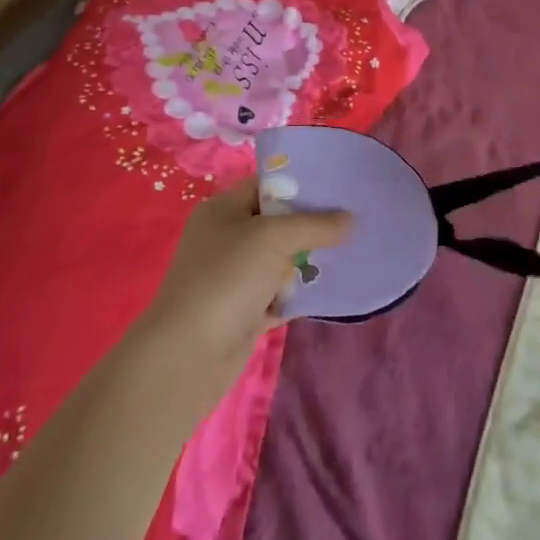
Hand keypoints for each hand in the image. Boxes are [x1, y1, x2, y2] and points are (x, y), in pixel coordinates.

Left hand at [135, 177, 351, 411]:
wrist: (189, 356)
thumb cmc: (226, 279)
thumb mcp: (273, 238)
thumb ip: (315, 225)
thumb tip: (351, 219)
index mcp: (223, 210)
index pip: (267, 185)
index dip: (301, 183)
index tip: (338, 186)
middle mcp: (226, 238)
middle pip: (277, 223)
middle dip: (310, 225)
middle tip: (351, 221)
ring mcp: (233, 277)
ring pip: (280, 260)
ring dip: (306, 262)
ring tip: (347, 253)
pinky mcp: (243, 311)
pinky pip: (278, 293)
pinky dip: (297, 293)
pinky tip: (328, 290)